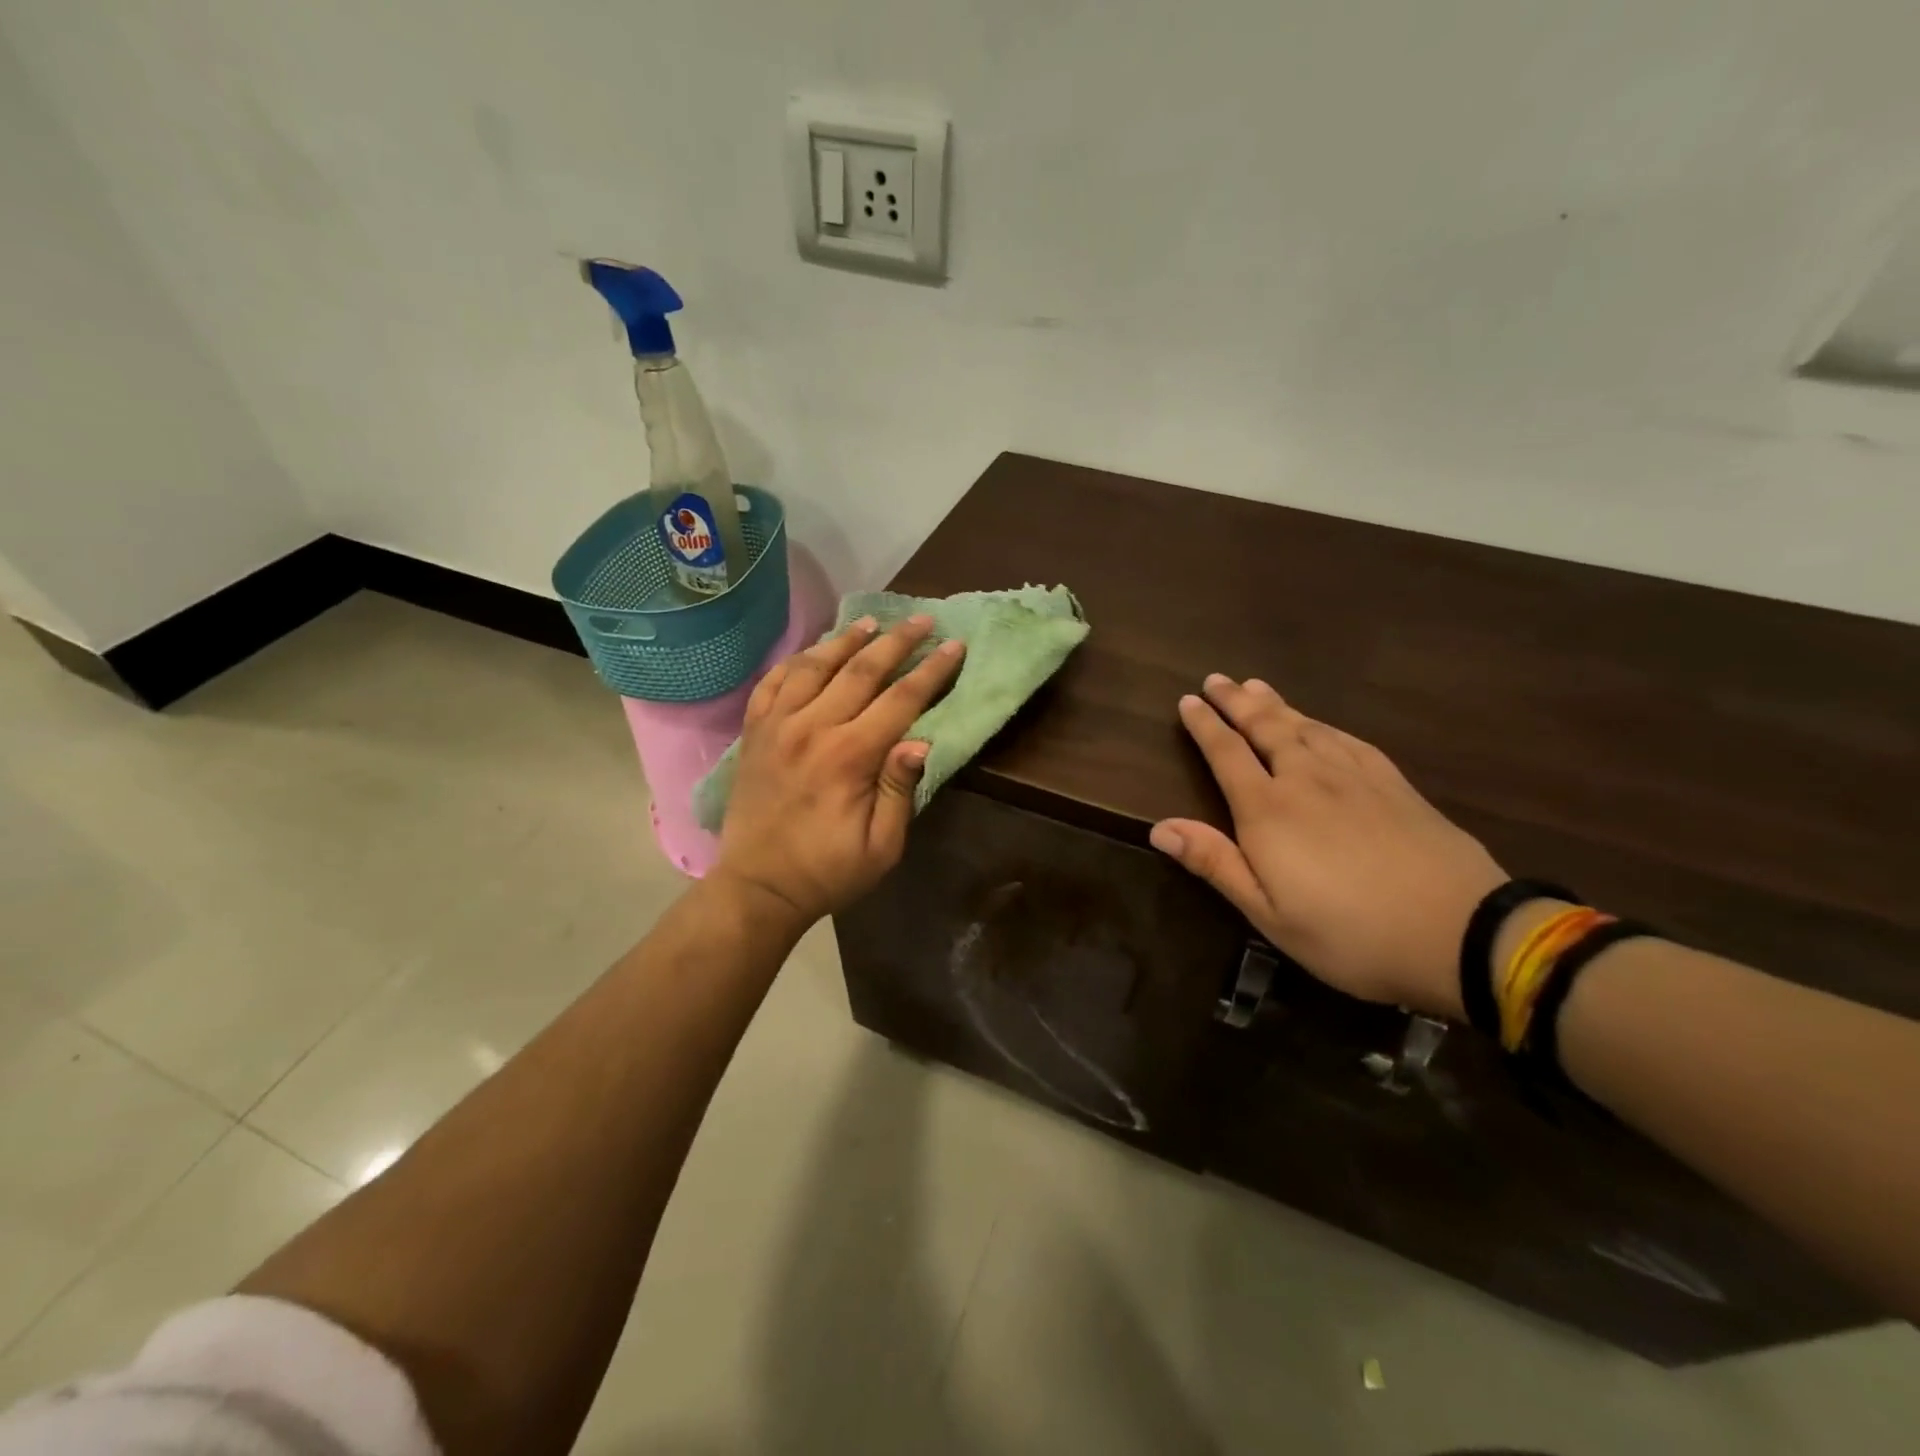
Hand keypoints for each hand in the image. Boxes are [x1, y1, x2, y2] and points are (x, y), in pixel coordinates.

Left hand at [714, 615, 964, 927]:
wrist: (758, 886)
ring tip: (871, 620)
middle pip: (861, 669)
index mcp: (849, 756)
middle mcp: (812, 728)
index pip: (900, 699)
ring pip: (815, 665)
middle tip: (921, 619)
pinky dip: (796, 660)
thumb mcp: (881, 847)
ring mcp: (777, 725)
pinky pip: (773, 681)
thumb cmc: (828, 871)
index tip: (954, 645)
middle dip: (897, 641)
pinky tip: (814, 651)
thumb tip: (922, 740)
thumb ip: (900, 790)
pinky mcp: (754, 732)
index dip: (932, 671)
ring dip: (846, 639)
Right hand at [1150, 675, 1505, 1018]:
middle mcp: (1306, 779)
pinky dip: (1322, 723)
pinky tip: (1318, 722)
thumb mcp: (1269, 914)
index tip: (1187, 700)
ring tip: (1256, 686)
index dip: (1204, 725)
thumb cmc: (1350, 934)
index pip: (1226, 754)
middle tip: (1217, 679)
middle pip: (1264, 727)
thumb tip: (1159, 827)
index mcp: (1268, 811)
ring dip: (1275, 704)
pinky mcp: (1393, 783)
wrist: (1462, 933)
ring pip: (1305, 726)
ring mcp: (1354, 776)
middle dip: (1236, 702)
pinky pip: (1347, 738)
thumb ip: (1215, 863)